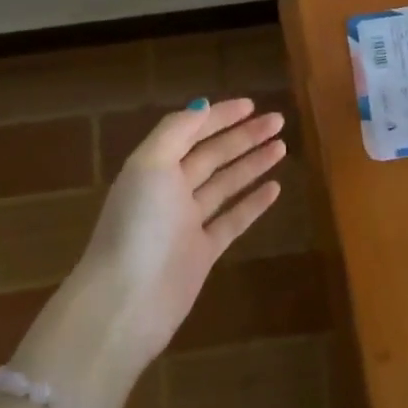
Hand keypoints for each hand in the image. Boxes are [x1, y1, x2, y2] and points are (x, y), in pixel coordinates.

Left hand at [79, 97, 285, 366]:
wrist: (126, 303)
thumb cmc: (138, 226)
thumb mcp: (150, 165)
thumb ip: (176, 131)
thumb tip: (202, 106)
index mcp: (154, 166)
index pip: (192, 131)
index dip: (220, 116)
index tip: (252, 104)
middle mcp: (170, 190)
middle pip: (213, 154)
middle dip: (244, 136)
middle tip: (278, 121)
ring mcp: (187, 223)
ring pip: (226, 184)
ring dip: (252, 164)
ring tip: (282, 147)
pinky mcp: (202, 254)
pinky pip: (232, 220)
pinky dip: (253, 203)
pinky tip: (275, 188)